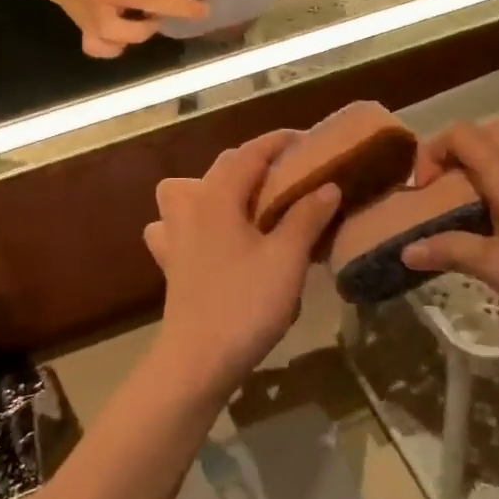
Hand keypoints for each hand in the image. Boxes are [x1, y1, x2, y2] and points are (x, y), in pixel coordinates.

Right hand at [28, 0, 213, 58]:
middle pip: (149, 0)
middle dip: (181, 7)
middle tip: (203, 11)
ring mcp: (94, 13)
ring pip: (129, 32)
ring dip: (149, 29)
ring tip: (158, 21)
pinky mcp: (87, 30)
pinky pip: (105, 48)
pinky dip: (118, 47)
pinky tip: (125, 39)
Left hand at [143, 132, 342, 401]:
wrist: (198, 360)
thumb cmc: (245, 303)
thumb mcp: (287, 258)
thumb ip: (307, 217)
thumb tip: (328, 186)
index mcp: (218, 197)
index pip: (250, 153)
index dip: (279, 141)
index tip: (308, 139)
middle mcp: (191, 207)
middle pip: (221, 167)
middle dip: (255, 161)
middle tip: (290, 173)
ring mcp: (175, 235)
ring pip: (186, 191)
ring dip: (214, 187)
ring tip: (244, 203)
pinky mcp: (170, 262)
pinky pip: (174, 226)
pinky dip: (190, 222)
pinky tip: (209, 239)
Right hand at [400, 120, 498, 329]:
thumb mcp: (498, 267)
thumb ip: (451, 253)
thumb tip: (406, 250)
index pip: (460, 135)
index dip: (432, 151)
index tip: (422, 190)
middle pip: (487, 131)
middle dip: (457, 151)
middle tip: (445, 189)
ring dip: (487, 158)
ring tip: (474, 196)